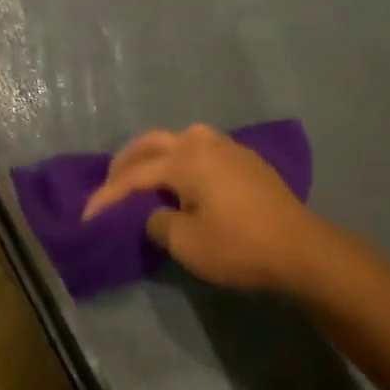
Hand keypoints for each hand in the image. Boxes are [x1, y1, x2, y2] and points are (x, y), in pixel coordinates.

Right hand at [81, 124, 326, 290]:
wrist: (302, 249)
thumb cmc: (240, 246)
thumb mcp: (187, 243)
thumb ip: (157, 223)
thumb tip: (153, 213)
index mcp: (185, 159)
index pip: (134, 175)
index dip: (107, 196)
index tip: (87, 217)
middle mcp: (203, 142)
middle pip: (151, 143)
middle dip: (125, 164)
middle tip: (109, 186)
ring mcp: (228, 147)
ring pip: (177, 140)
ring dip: (153, 156)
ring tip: (140, 179)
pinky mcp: (245, 159)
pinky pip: (198, 149)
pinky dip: (178, 159)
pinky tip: (178, 179)